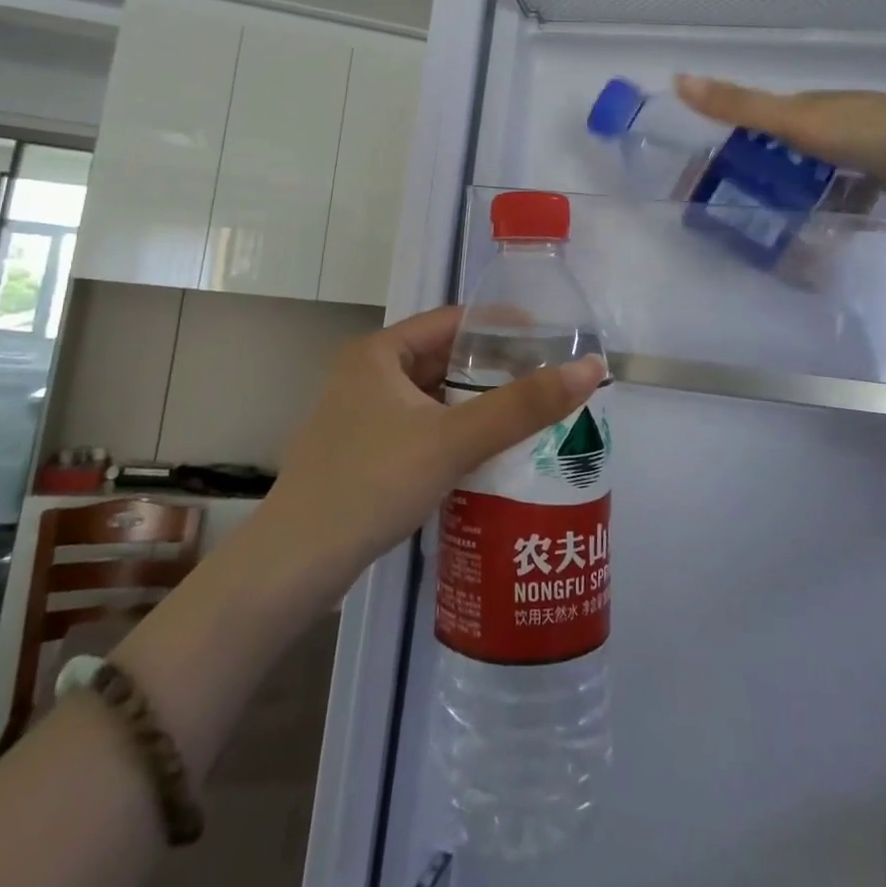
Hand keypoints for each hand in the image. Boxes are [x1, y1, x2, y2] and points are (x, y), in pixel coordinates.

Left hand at [255, 306, 605, 596]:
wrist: (294, 565)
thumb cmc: (372, 483)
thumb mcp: (453, 439)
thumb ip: (523, 405)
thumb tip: (591, 368)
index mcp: (378, 353)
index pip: (451, 321)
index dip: (501, 326)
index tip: (548, 340)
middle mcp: (365, 375)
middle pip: (442, 359)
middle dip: (492, 370)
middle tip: (545, 382)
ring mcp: (359, 416)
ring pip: (431, 399)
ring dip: (474, 406)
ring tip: (526, 416)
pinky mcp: (360, 454)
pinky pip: (419, 429)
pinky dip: (452, 434)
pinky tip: (485, 455)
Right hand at [673, 75, 885, 213]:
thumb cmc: (867, 130)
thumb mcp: (795, 118)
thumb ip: (740, 105)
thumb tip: (679, 79)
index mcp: (811, 106)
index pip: (762, 120)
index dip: (734, 139)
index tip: (710, 169)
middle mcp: (834, 125)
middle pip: (788, 148)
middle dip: (763, 170)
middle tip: (734, 205)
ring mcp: (862, 153)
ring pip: (817, 174)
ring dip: (797, 193)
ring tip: (768, 226)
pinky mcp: (885, 181)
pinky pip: (846, 197)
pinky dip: (831, 211)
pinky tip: (816, 235)